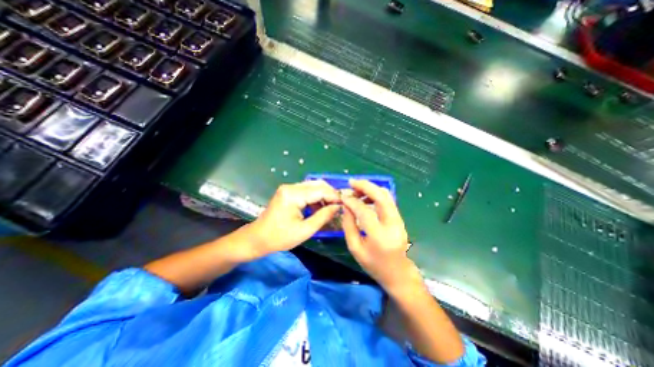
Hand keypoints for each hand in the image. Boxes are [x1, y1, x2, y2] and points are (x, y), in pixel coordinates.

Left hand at [248, 179, 342, 254]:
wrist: (257, 238)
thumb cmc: (279, 237)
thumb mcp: (305, 230)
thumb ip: (323, 216)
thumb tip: (338, 207)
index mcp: (293, 195)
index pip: (320, 190)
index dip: (334, 196)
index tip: (345, 204)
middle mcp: (291, 187)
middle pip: (317, 185)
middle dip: (330, 194)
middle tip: (339, 205)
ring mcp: (288, 188)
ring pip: (313, 186)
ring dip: (323, 196)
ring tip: (331, 208)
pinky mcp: (288, 192)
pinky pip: (306, 191)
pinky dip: (315, 198)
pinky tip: (319, 208)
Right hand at [343, 180, 412, 290]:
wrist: (398, 274)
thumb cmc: (374, 265)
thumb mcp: (355, 249)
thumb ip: (348, 226)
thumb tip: (346, 206)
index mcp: (379, 237)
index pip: (365, 212)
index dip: (353, 202)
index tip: (343, 196)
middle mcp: (393, 225)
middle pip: (381, 197)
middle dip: (366, 186)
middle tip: (352, 183)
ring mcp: (399, 220)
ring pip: (387, 196)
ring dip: (371, 188)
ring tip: (357, 190)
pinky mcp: (399, 218)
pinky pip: (388, 200)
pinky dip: (376, 194)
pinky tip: (366, 197)